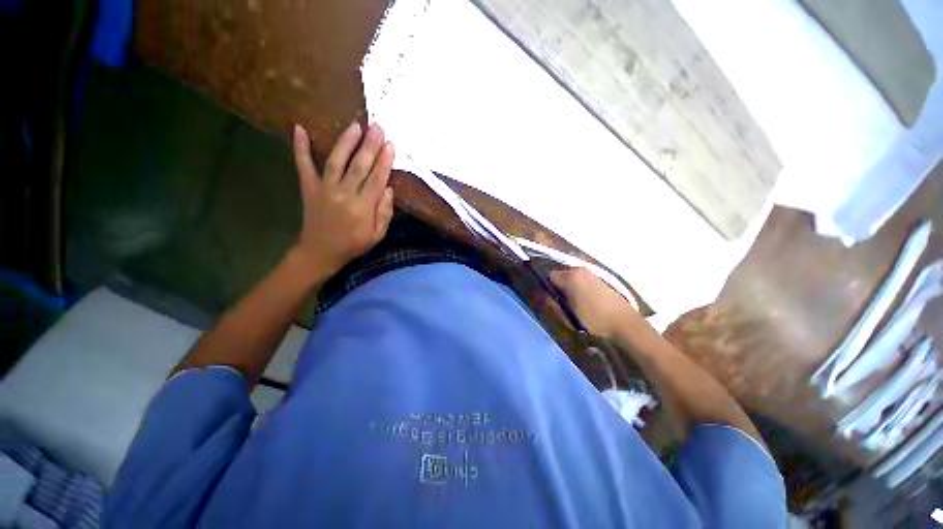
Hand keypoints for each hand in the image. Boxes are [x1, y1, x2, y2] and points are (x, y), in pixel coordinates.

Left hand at [291, 122, 394, 275]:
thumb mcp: (377, 235)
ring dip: (346, 142)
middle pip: (359, 166)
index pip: (377, 180)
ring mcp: (324, 189)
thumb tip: (389, 189)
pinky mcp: (309, 187)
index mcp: (363, 208)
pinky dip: (300, 147)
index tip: (391, 145)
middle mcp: (344, 195)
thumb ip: (385, 213)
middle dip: (370, 146)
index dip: (385, 161)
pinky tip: (299, 128)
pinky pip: (303, 165)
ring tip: (355, 126)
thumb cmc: (353, 244)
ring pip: (336, 161)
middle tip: (377, 127)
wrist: (320, 251)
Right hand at [549, 267, 639, 338]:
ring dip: (568, 287)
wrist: (625, 323)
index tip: (551, 300)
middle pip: (560, 275)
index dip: (547, 288)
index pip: (548, 276)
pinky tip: (585, 301)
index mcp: (570, 276)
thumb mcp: (568, 315)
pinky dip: (578, 287)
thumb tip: (544, 295)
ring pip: (570, 277)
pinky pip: (581, 279)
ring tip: (574, 303)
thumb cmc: (594, 319)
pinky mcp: (599, 278)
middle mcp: (579, 269)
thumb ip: (553, 303)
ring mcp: (591, 273)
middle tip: (562, 303)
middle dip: (558, 287)